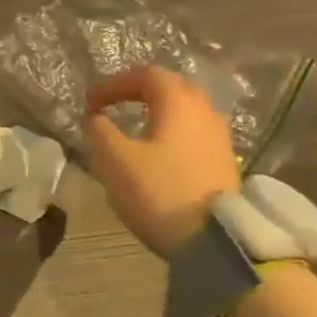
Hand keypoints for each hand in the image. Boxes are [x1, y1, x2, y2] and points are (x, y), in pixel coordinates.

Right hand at [86, 67, 241, 258]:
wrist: (216, 241)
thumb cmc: (160, 191)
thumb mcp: (116, 160)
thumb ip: (100, 131)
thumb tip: (95, 117)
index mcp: (178, 101)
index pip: (144, 75)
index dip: (113, 84)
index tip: (91, 103)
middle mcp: (204, 110)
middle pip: (170, 88)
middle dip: (139, 93)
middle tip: (114, 105)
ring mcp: (220, 137)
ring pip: (186, 112)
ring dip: (158, 114)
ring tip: (136, 130)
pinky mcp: (226, 162)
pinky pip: (195, 134)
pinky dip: (173, 134)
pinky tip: (160, 154)